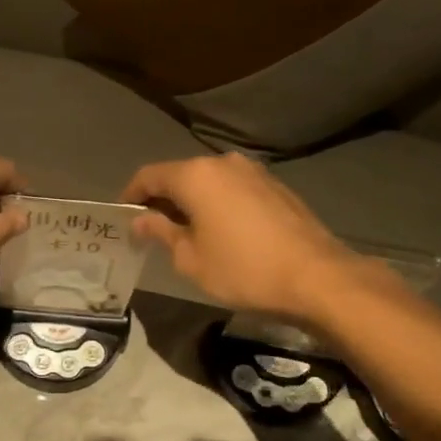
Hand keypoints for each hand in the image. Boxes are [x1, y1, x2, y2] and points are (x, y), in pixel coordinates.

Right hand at [121, 153, 400, 321]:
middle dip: (162, 199)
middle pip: (180, 174)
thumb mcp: (190, 259)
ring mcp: (253, 172)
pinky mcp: (275, 186)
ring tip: (186, 232)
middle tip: (151, 229)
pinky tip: (221, 230)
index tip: (123, 216)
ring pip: (208, 181)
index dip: (131, 195)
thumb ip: (161, 232)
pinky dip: (218, 203)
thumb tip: (140, 220)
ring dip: (192, 201)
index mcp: (195, 175)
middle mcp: (223, 163)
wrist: (317, 277)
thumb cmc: (243, 269)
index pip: (149, 176)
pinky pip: (233, 188)